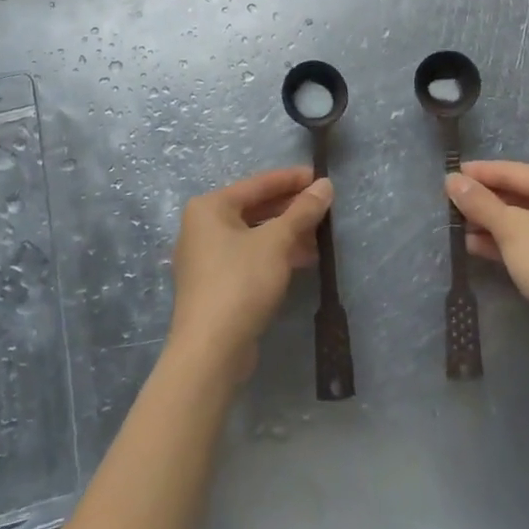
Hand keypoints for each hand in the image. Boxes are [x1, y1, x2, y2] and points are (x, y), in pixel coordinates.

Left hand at [168, 166, 331, 379]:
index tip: (320, 176)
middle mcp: (202, 228)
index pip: (257, 184)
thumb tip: (325, 184)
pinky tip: (304, 259)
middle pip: (255, 209)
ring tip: (321, 234)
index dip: (291, 179)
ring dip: (287, 233)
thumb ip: (302, 211)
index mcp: (209, 208)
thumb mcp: (277, 241)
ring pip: (254, 235)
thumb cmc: (240, 282)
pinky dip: (276, 254)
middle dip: (291, 209)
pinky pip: (251, 257)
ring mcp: (207, 258)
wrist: (210, 352)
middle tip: (324, 206)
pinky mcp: (216, 285)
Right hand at [447, 160, 528, 361]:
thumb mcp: (510, 228)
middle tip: (449, 203)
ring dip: (489, 222)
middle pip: (516, 194)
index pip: (512, 170)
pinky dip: (502, 241)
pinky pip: (525, 240)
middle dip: (483, 200)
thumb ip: (479, 202)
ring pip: (519, 219)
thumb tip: (451, 179)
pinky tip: (473, 246)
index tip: (449, 175)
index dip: (479, 173)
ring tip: (455, 226)